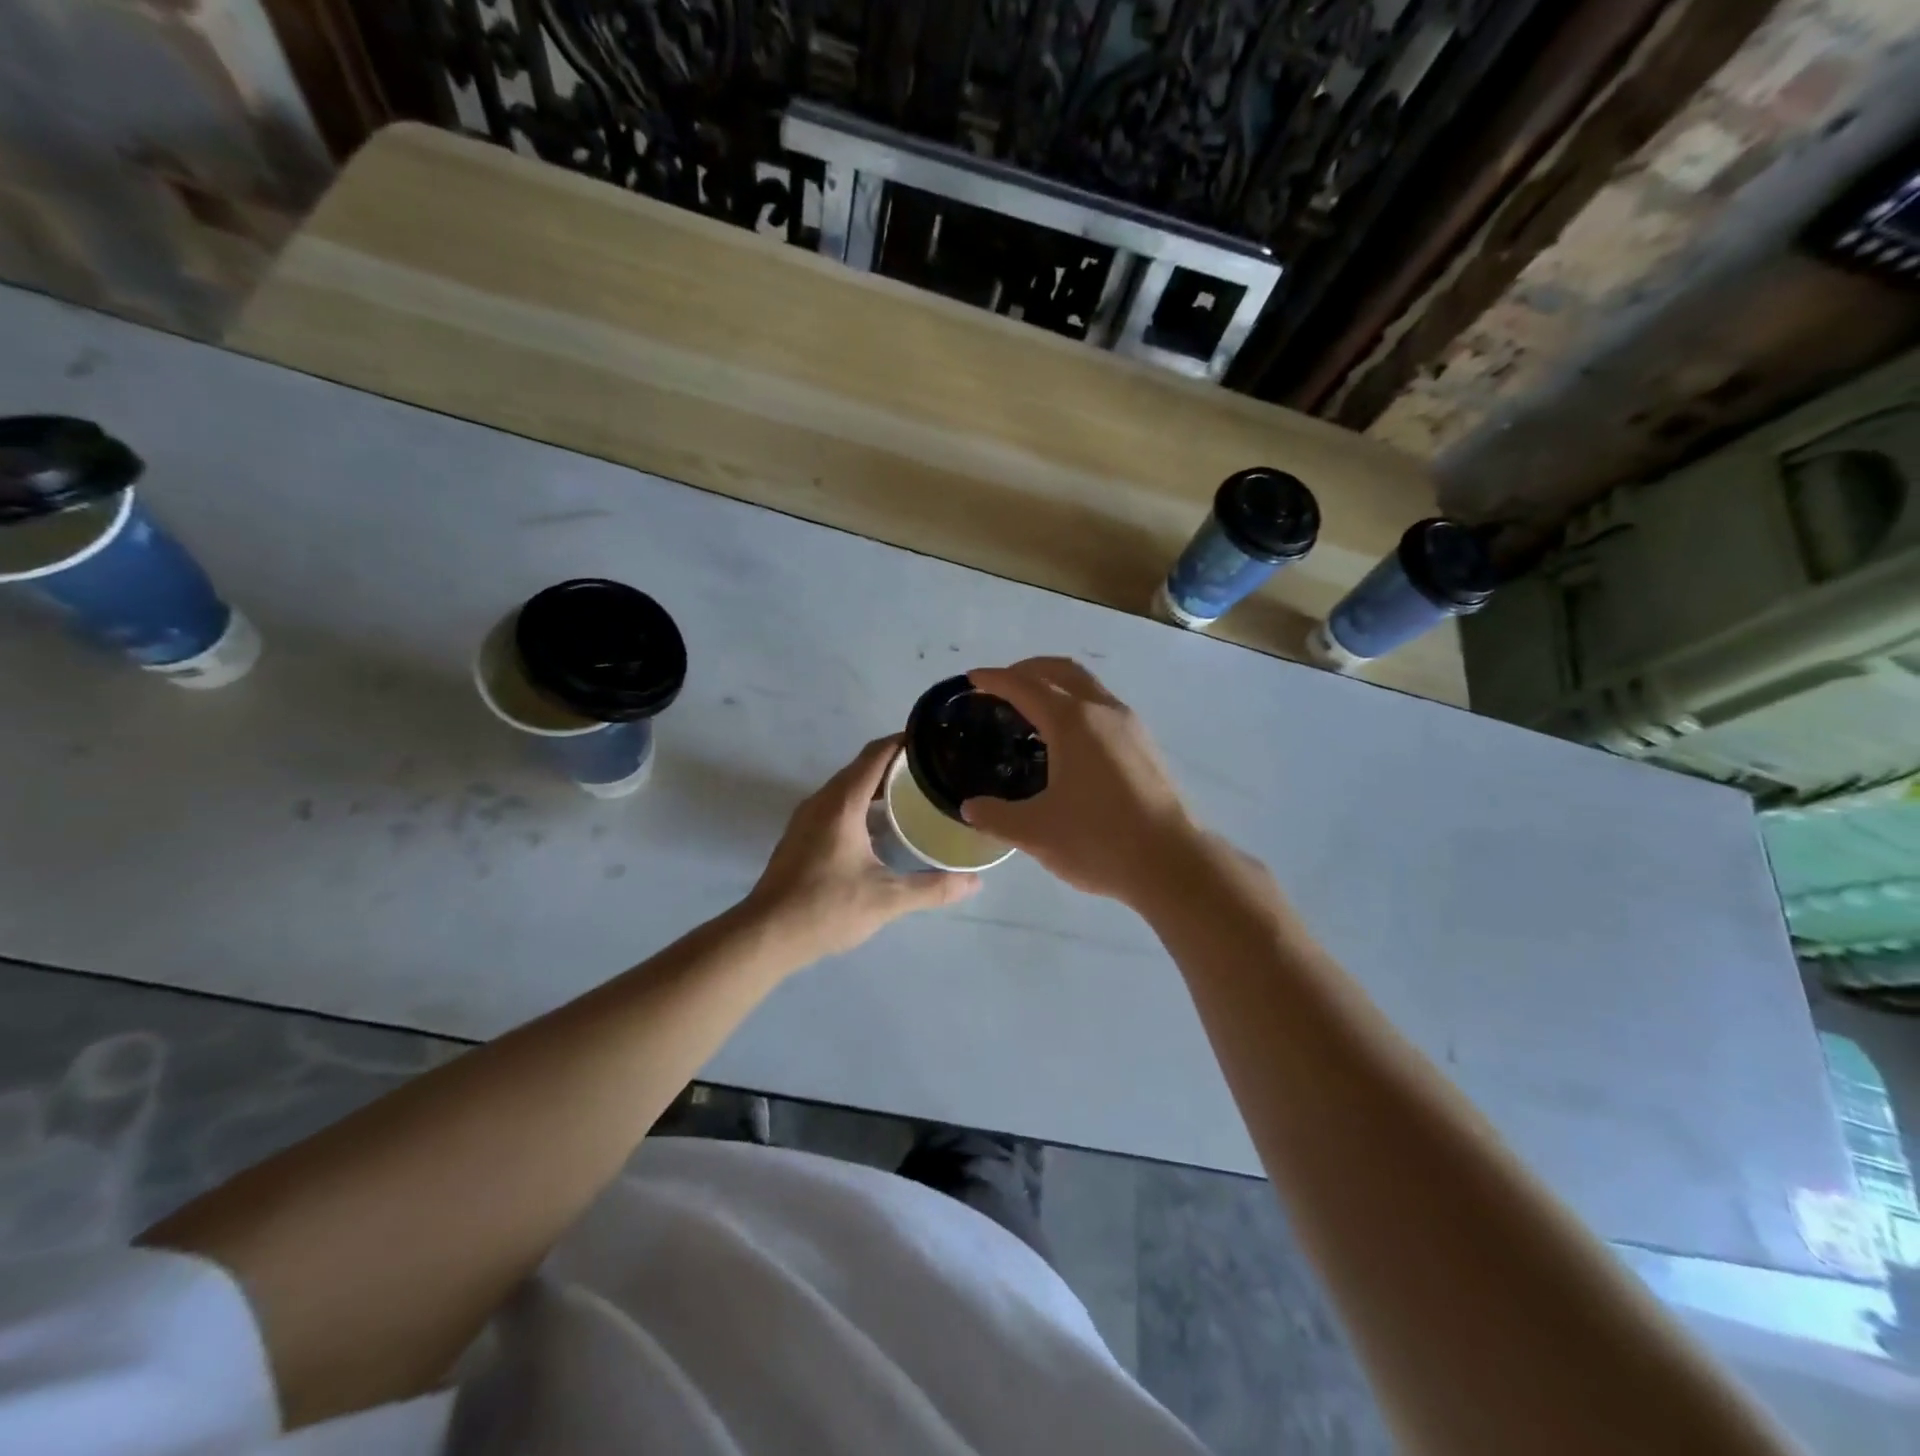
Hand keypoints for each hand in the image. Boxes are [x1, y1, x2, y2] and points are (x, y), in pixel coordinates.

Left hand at [745, 736, 979, 960]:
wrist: (765, 936)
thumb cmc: (825, 907)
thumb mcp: (886, 899)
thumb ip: (932, 888)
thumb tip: (975, 882)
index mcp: (842, 803)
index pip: (876, 754)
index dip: (905, 741)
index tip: (936, 740)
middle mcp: (822, 801)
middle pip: (863, 767)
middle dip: (898, 763)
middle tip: (936, 771)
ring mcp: (808, 818)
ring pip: (848, 787)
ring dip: (880, 785)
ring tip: (917, 794)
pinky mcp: (802, 836)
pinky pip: (838, 804)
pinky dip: (863, 803)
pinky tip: (884, 826)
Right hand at [962, 658, 1201, 905]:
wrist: (1172, 863)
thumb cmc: (1099, 840)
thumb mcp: (1035, 833)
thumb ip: (995, 816)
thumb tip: (970, 807)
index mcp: (1073, 722)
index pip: (1025, 686)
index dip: (995, 679)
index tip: (973, 678)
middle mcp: (1103, 711)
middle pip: (1061, 671)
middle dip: (1028, 670)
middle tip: (1001, 685)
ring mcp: (1130, 726)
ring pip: (1087, 686)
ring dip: (1056, 685)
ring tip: (1032, 710)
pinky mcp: (1145, 745)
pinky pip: (1103, 707)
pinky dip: (1077, 705)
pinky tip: (1068, 740)